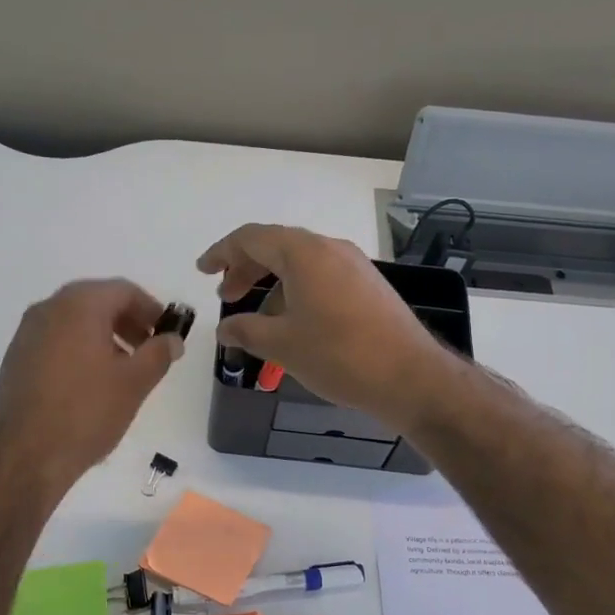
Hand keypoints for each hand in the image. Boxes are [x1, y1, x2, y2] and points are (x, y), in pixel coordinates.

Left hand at [0, 279, 184, 495]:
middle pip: (97, 302)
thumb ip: (159, 353)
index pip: (123, 290)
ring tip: (124, 371)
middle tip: (149, 350)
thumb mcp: (134, 383)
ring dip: (104, 337)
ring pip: (75, 322)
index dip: (151, 309)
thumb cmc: (86, 412)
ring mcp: (26, 334)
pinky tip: (91, 384)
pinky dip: (80, 350)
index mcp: (78, 305)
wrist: (22, 456)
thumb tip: (172, 339)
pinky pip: (56, 342)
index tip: (167, 333)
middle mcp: (48, 309)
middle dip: (128, 322)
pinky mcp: (15, 360)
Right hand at [196, 224, 450, 431]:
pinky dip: (298, 291)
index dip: (222, 253)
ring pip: (302, 263)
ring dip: (273, 283)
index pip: (251, 238)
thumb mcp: (282, 345)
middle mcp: (330, 249)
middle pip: (277, 247)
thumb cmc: (339, 355)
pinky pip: (323, 277)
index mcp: (304, 253)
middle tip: (227, 296)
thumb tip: (224, 330)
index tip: (203, 271)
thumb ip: (246, 331)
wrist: (410, 377)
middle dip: (246, 269)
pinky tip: (295, 323)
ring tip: (259, 318)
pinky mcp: (370, 286)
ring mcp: (355, 266)